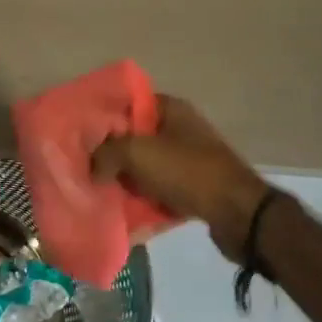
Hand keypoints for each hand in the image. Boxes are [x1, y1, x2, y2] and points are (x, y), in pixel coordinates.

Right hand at [93, 95, 271, 261]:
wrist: (238, 213)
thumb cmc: (187, 171)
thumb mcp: (138, 153)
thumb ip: (106, 153)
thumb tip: (92, 167)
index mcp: (170, 109)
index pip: (129, 104)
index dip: (105, 118)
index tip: (83, 136)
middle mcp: (180, 130)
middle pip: (135, 138)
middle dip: (112, 155)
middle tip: (87, 170)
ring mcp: (188, 161)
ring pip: (146, 168)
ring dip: (126, 182)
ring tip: (100, 196)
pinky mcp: (194, 190)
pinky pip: (159, 193)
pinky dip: (144, 203)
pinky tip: (124, 217)